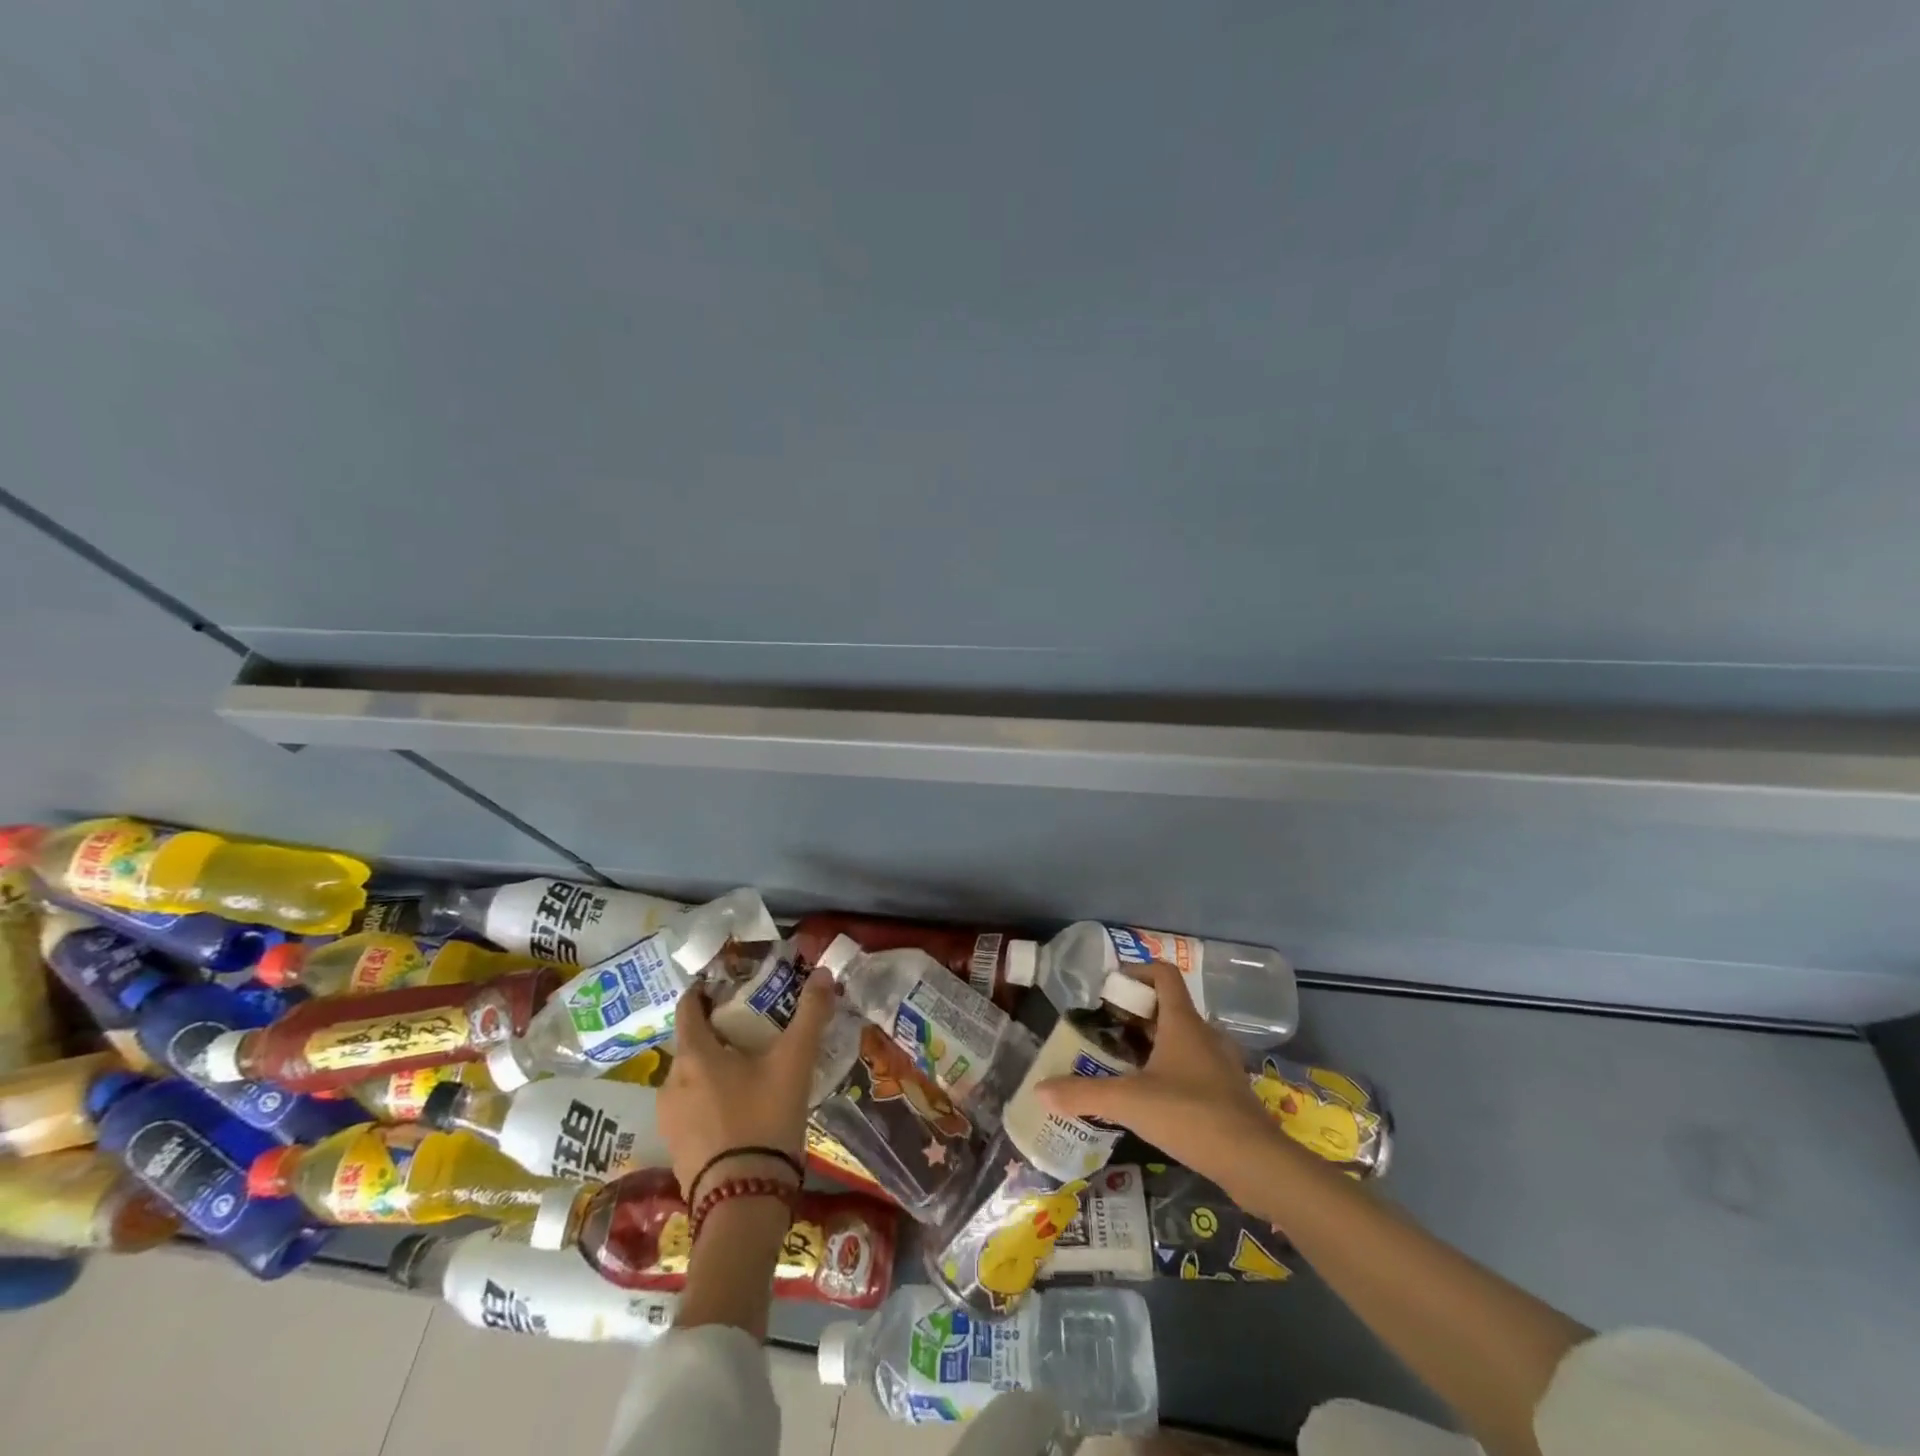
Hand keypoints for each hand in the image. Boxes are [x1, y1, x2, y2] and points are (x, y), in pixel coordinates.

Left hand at [658, 971, 836, 1202]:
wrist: (743, 1202)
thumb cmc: (765, 1118)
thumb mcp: (795, 1062)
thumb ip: (810, 1014)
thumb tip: (822, 972)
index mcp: (694, 1054)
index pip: (688, 1006)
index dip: (705, 991)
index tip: (727, 986)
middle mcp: (671, 1081)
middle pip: (692, 1043)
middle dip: (718, 1033)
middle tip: (753, 1031)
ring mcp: (669, 1118)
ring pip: (691, 1078)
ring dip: (714, 1068)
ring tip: (750, 1072)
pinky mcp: (675, 1148)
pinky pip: (691, 1108)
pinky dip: (710, 1099)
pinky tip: (740, 1110)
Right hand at [1036, 960, 1279, 1190]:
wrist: (1255, 1162)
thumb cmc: (1190, 1115)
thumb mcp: (1129, 1102)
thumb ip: (1083, 1094)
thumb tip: (1039, 1089)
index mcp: (1183, 1022)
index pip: (1163, 974)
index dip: (1137, 971)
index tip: (1111, 986)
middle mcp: (1204, 1034)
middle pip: (1170, 1006)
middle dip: (1137, 1012)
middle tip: (1107, 1027)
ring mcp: (1220, 1063)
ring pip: (1183, 1038)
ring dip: (1155, 1042)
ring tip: (1124, 1061)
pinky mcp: (1228, 1091)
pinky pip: (1194, 1065)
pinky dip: (1171, 1068)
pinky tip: (1153, 1095)